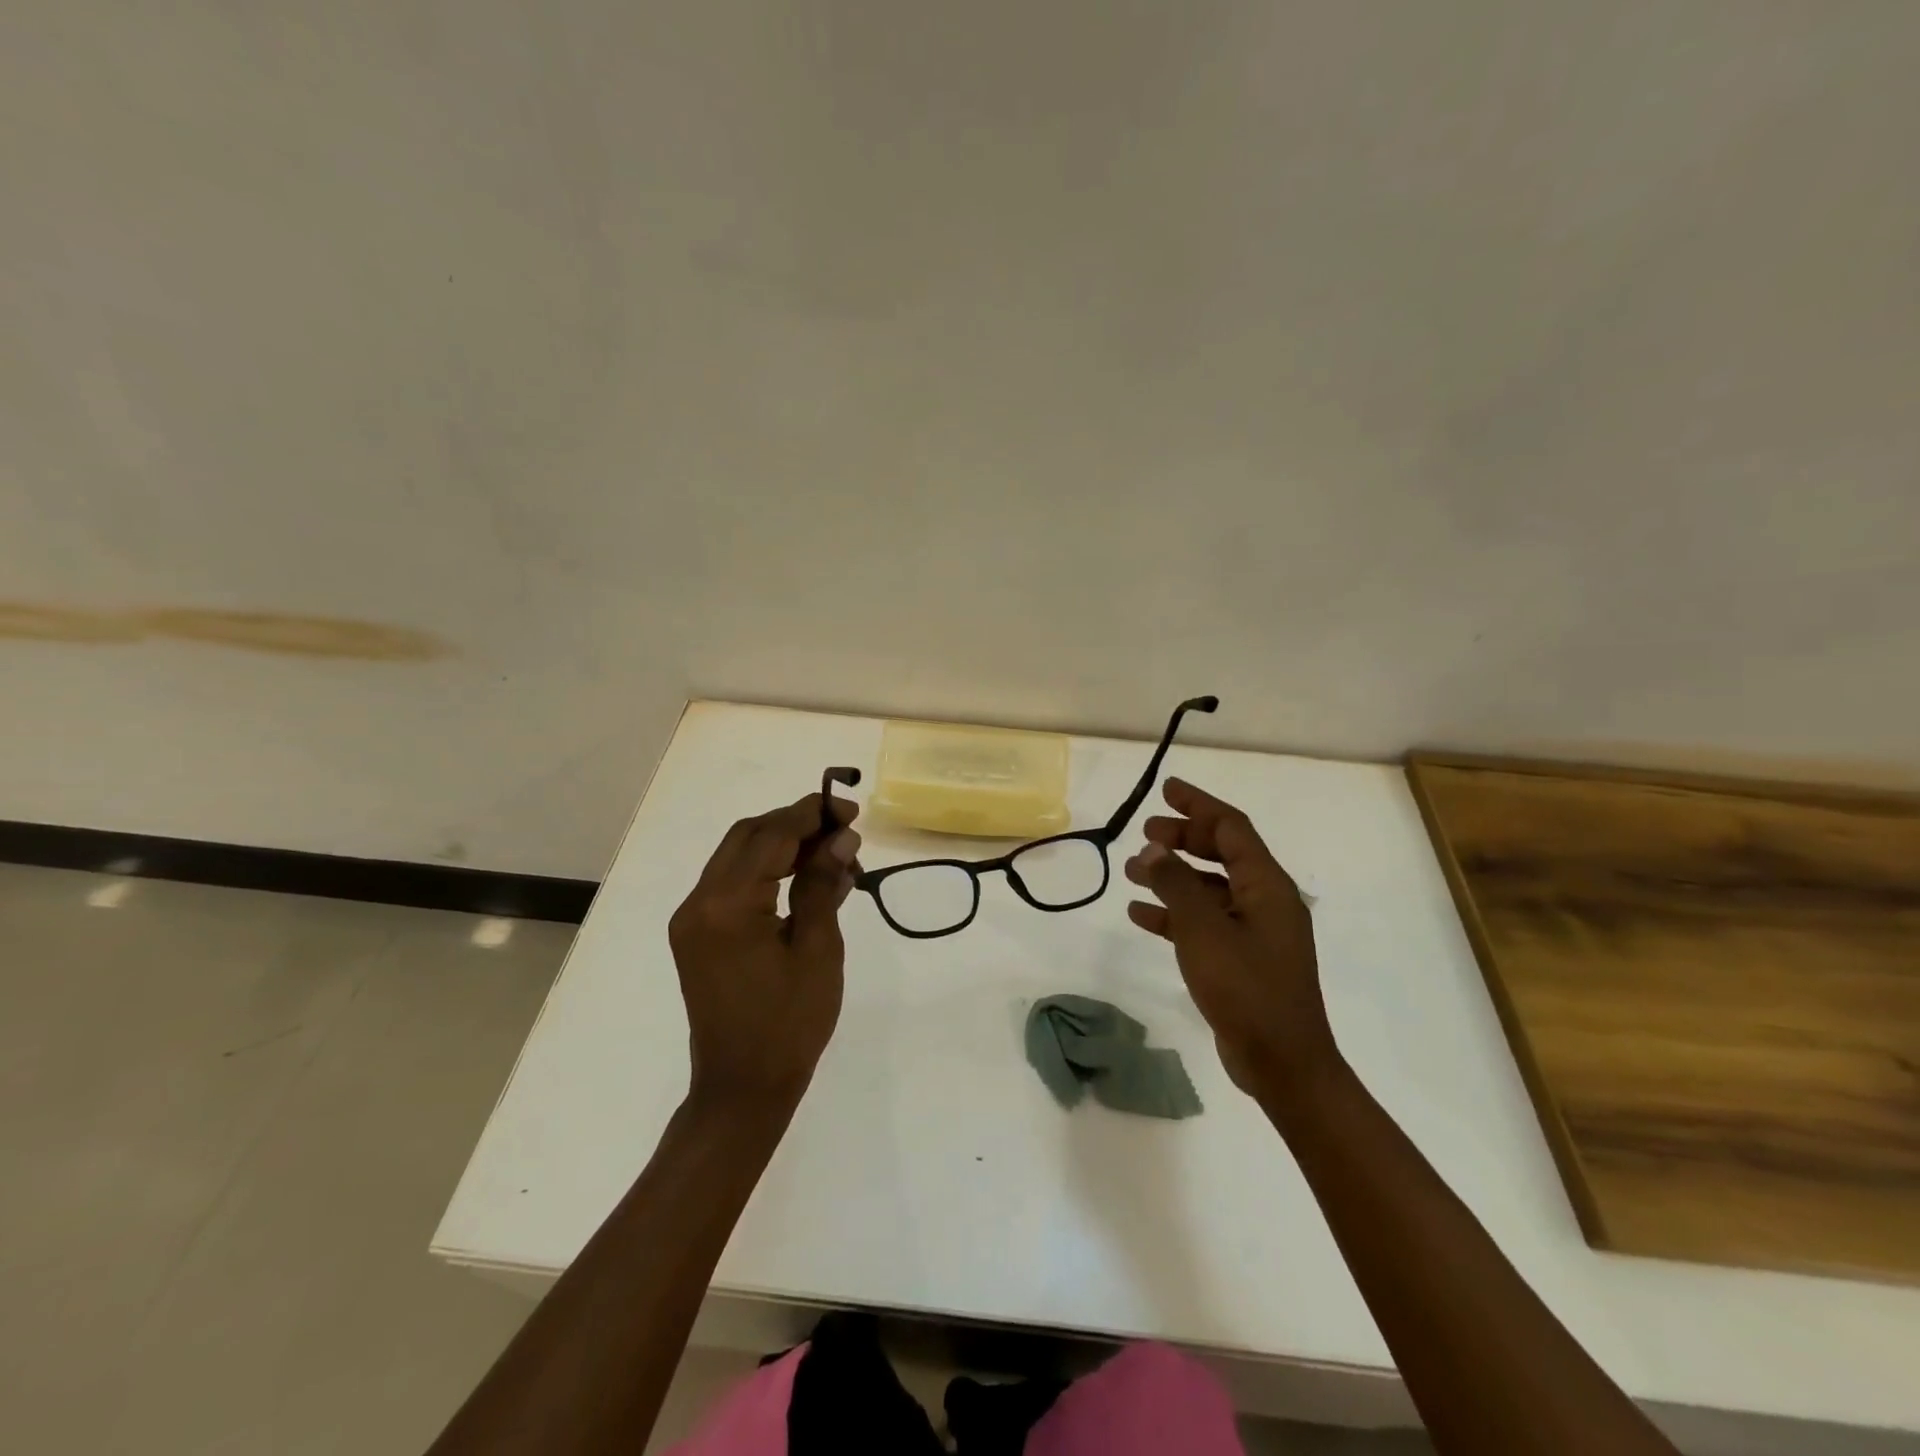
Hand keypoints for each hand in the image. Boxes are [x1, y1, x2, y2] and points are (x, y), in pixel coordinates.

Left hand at [668, 793, 860, 1114]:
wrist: (742, 1089)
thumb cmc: (789, 1024)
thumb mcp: (817, 950)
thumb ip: (822, 885)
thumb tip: (841, 838)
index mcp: (728, 906)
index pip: (771, 836)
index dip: (812, 814)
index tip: (850, 809)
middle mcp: (699, 902)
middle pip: (748, 835)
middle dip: (796, 823)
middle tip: (843, 828)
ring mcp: (692, 918)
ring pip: (737, 854)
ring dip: (782, 844)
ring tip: (832, 854)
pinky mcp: (696, 933)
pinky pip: (732, 882)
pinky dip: (767, 869)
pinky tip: (804, 878)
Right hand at [1123, 778, 1337, 1098]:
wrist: (1283, 1063)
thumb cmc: (1246, 988)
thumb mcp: (1204, 930)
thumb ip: (1176, 884)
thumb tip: (1154, 848)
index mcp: (1267, 886)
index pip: (1232, 828)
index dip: (1199, 805)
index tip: (1166, 790)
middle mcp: (1265, 901)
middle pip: (1221, 853)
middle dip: (1183, 838)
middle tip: (1146, 832)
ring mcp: (1255, 932)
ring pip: (1209, 888)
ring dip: (1172, 876)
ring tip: (1132, 871)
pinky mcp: (1242, 960)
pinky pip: (1204, 922)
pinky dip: (1175, 913)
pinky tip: (1141, 915)